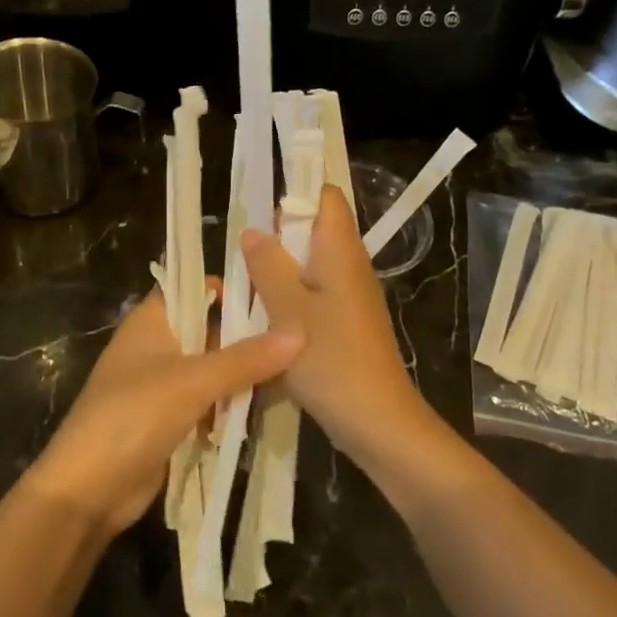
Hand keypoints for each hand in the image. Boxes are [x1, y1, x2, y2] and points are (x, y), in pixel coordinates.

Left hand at [26, 286, 302, 535]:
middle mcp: (158, 346)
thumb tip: (300, 332)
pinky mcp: (171, 421)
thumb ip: (245, 358)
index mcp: (152, 320)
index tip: (276, 290)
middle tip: (303, 336)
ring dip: (246, 375)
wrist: (88, 490)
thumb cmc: (133, 415)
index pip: (193, 287)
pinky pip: (210, 403)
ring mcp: (164, 386)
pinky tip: (271, 406)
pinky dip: (234, 405)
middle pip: (210, 329)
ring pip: (214, 370)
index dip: (229, 285)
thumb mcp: (192, 381)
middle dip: (248, 335)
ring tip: (300, 370)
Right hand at [242, 185, 451, 484]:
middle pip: (312, 232)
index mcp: (340, 251)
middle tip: (238, 257)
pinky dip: (287, 303)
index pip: (325, 196)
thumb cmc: (332, 361)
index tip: (257, 208)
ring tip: (242, 289)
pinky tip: (262, 323)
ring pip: (307, 269)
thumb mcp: (288, 311)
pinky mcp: (345, 325)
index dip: (294, 192)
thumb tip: (254, 232)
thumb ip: (268, 266)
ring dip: (277, 275)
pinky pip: (312, 299)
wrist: (378, 424)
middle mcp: (349, 266)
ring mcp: (349, 298)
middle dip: (275, 239)